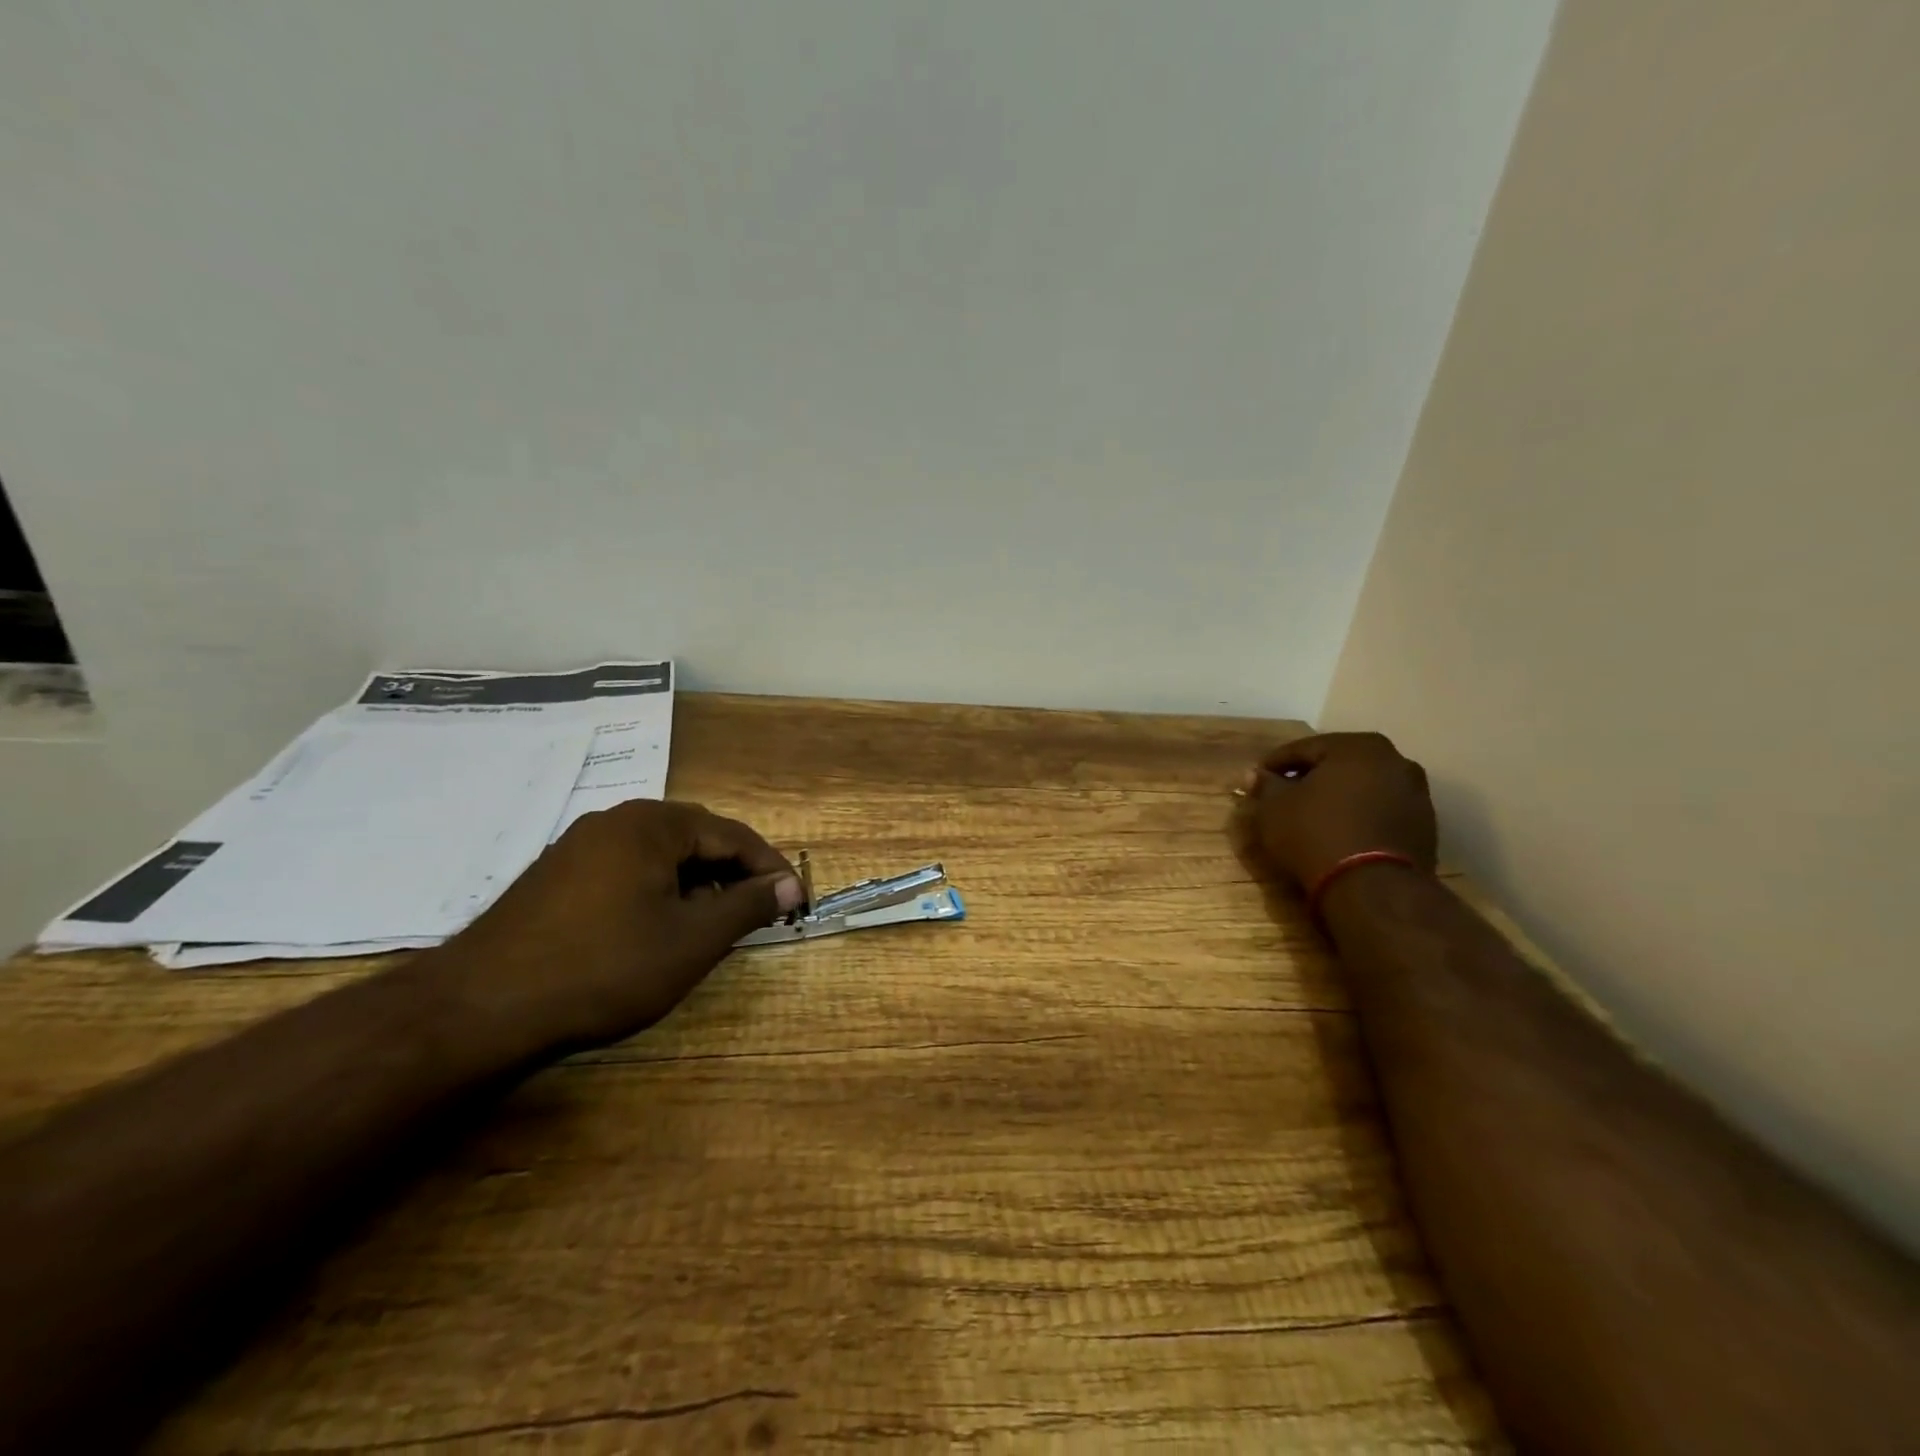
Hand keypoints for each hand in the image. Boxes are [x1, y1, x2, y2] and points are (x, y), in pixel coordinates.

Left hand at [445, 800, 802, 1052]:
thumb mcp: (691, 941)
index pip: (732, 834)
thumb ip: (746, 906)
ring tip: (710, 928)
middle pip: (696, 839)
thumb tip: (789, 885)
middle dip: (732, 875)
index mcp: (653, 824)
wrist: (479, 1008)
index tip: (794, 902)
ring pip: (660, 856)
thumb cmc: (604, 968)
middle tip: (755, 915)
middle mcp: (616, 821)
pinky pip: (627, 870)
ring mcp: (580, 846)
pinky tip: (657, 930)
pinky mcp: (557, 875)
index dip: (769, 868)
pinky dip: (658, 892)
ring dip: (696, 885)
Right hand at [1234, 732, 1437, 890]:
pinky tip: (1338, 834)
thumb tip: (1256, 775)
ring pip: (1362, 788)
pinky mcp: (1425, 827)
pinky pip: (1380, 812)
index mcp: (1358, 746)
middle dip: (1310, 778)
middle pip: (1338, 765)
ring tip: (1311, 818)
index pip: (1303, 749)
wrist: (1373, 888)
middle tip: (1283, 796)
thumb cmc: (1315, 834)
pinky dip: (1359, 817)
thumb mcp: (1274, 808)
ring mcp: (1416, 794)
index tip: (1256, 779)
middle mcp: (1395, 760)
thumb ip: (1265, 785)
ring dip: (1337, 798)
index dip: (1274, 764)